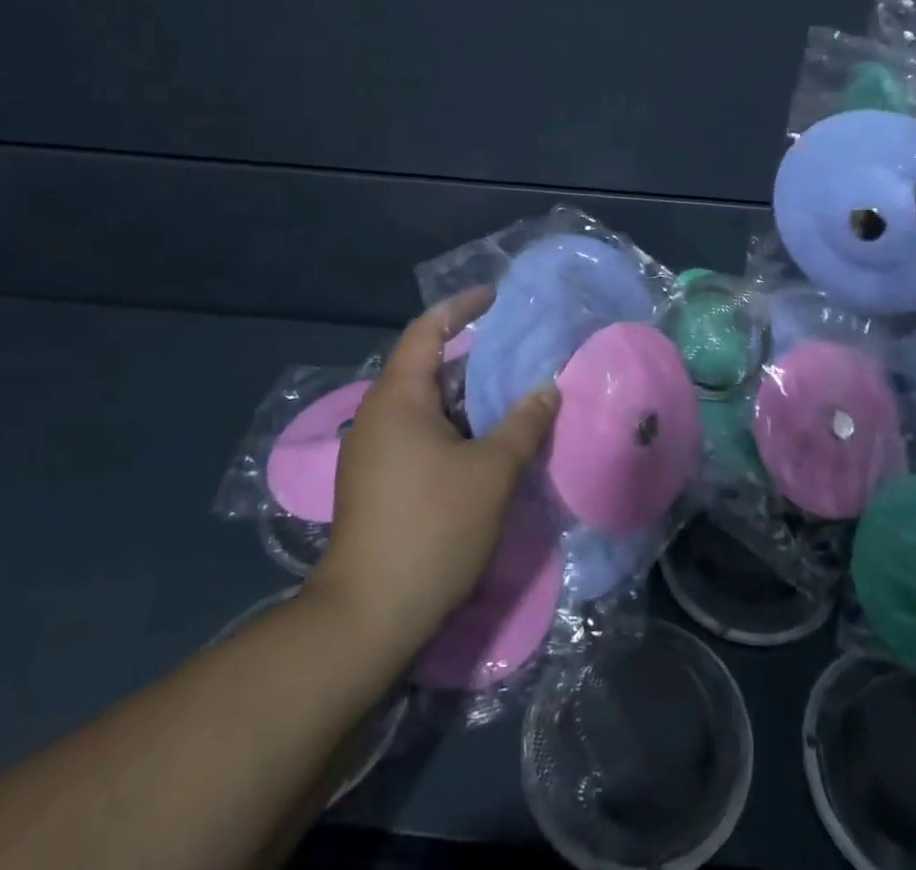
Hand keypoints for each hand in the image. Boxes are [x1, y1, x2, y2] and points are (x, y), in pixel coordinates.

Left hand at [306, 291, 559, 650]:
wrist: (368, 618)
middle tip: (520, 351)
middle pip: (428, 367)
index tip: (497, 296)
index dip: (462, 307)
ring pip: (427, 406)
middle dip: (475, 357)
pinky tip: (489, 442)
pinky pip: (421, 435)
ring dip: (468, 398)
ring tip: (514, 394)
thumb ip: (525, 423)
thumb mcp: (493, 471)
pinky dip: (456, 427)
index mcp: (398, 398)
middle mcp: (378, 415)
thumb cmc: (432, 527)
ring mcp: (373, 452)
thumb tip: (548, 388)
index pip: (428, 330)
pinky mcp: (377, 483)